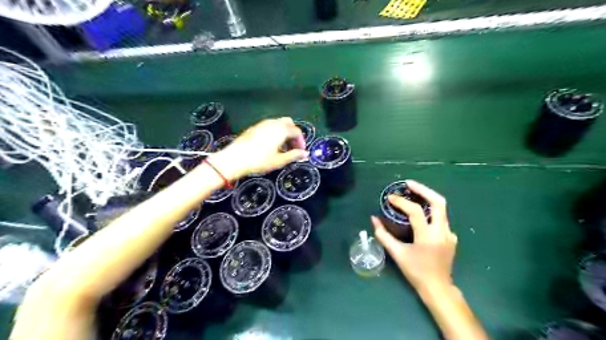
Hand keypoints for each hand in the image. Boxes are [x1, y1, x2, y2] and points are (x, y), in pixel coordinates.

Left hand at [211, 117, 309, 180]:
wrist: (235, 159)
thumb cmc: (259, 160)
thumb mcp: (279, 160)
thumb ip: (294, 155)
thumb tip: (305, 154)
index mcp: (281, 129)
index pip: (297, 131)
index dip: (301, 141)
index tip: (301, 152)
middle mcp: (273, 123)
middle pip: (288, 123)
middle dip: (293, 134)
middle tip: (293, 147)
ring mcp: (262, 124)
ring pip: (278, 124)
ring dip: (284, 133)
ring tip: (282, 148)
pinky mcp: (254, 128)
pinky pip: (269, 127)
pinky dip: (275, 133)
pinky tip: (271, 146)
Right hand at [373, 181, 457, 294]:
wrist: (438, 288)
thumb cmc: (416, 271)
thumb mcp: (397, 253)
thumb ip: (383, 235)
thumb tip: (374, 219)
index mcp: (428, 236)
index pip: (415, 211)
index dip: (401, 202)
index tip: (390, 197)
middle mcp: (442, 231)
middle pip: (438, 201)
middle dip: (423, 189)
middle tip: (408, 184)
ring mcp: (449, 233)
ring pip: (441, 208)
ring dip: (427, 198)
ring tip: (413, 193)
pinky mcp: (451, 237)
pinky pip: (441, 218)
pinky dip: (430, 210)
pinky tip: (420, 213)